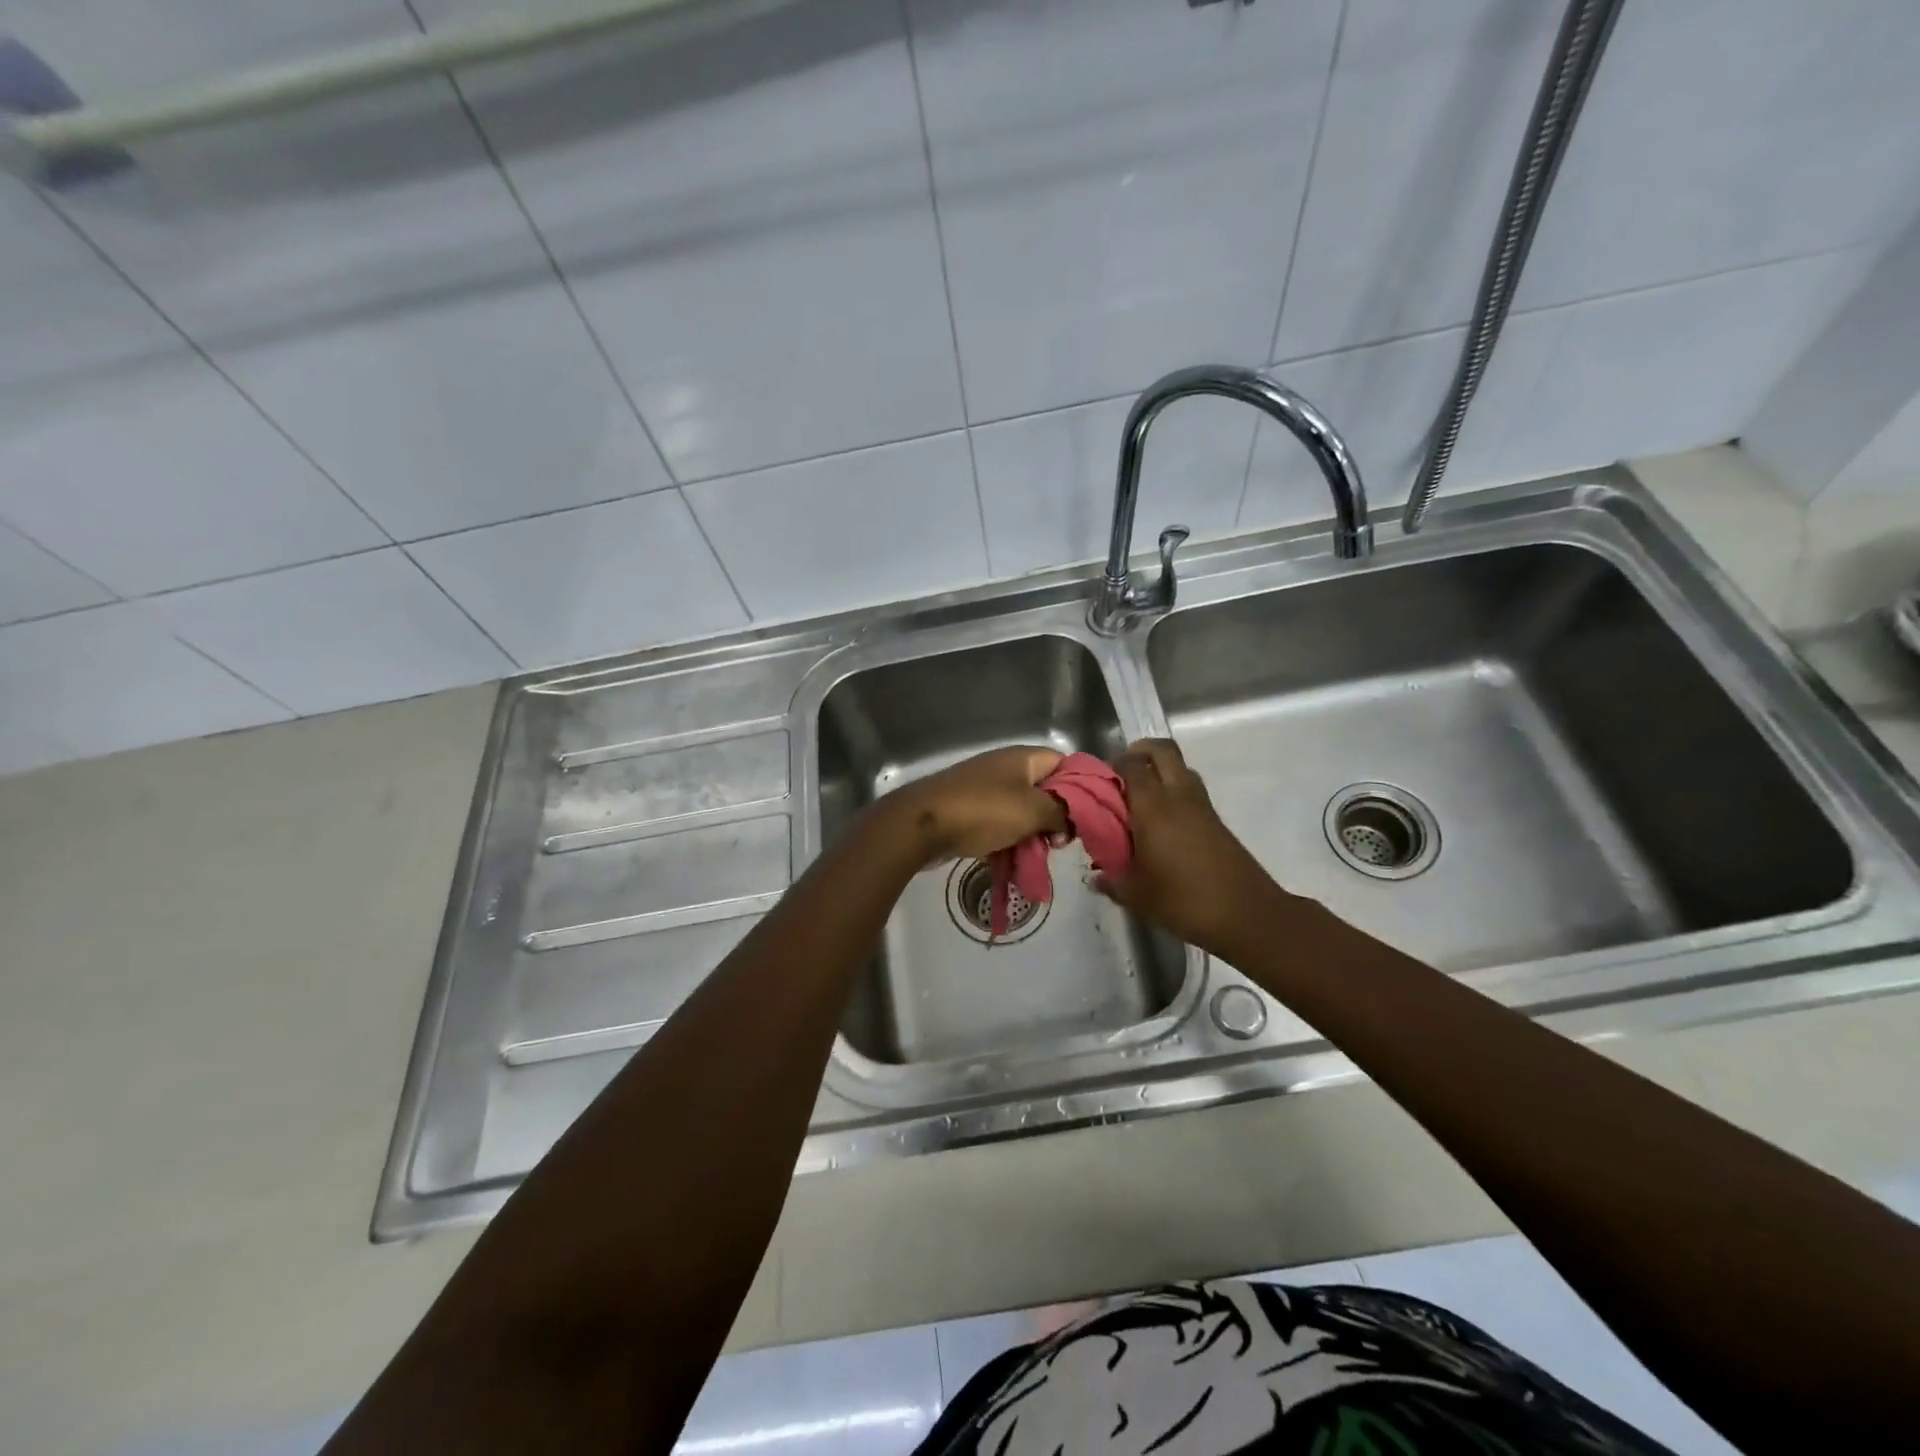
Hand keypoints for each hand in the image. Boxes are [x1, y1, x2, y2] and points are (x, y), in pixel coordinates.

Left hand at [884, 746, 1068, 865]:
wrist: (922, 824)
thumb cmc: (983, 811)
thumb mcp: (1032, 810)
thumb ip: (1061, 812)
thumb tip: (1070, 821)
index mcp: (1023, 758)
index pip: (1065, 764)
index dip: (1080, 789)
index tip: (1084, 818)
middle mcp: (1005, 768)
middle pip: (1044, 790)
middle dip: (1054, 818)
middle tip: (1058, 844)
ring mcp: (984, 788)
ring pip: (1021, 811)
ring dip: (1031, 834)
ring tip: (1035, 857)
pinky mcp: (969, 810)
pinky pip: (999, 824)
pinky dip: (1008, 841)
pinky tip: (1012, 862)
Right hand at [1095, 738, 1284, 956]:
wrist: (1246, 914)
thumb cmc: (1184, 900)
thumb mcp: (1137, 896)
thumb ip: (1113, 882)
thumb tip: (1097, 877)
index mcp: (1154, 807)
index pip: (1131, 765)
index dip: (1113, 766)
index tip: (1099, 783)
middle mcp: (1178, 796)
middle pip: (1162, 750)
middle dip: (1140, 752)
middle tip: (1122, 776)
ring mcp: (1202, 806)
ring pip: (1180, 767)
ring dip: (1159, 771)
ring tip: (1140, 799)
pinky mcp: (1216, 820)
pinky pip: (1190, 789)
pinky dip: (1174, 791)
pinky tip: (1162, 824)